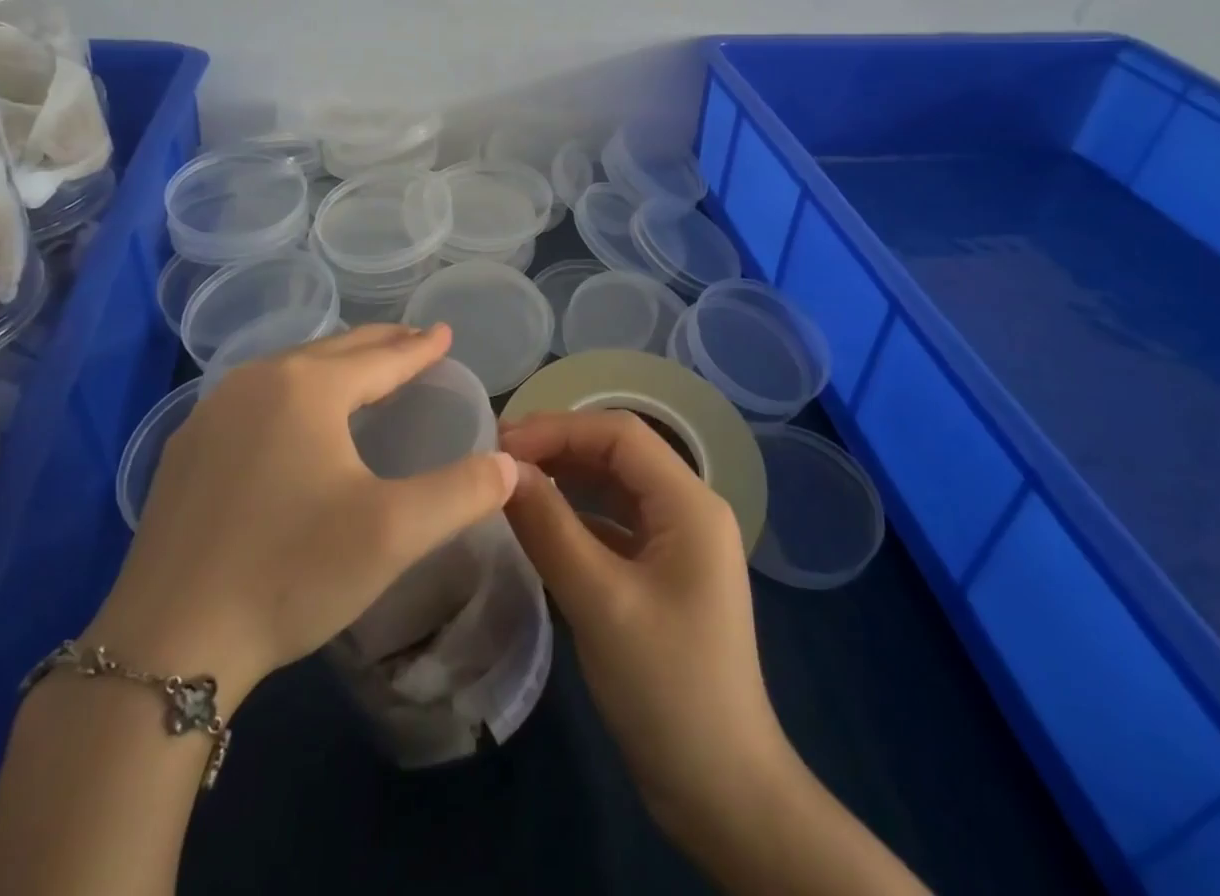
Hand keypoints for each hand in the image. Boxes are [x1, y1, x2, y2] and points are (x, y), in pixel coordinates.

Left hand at [87, 325, 519, 708]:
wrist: (165, 644)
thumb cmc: (290, 573)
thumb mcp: (394, 533)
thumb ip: (462, 492)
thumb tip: (510, 464)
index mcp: (307, 388)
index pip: (380, 357)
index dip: (418, 347)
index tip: (444, 332)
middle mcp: (256, 382)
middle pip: (333, 351)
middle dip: (379, 344)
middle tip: (414, 340)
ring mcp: (212, 414)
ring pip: (290, 370)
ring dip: (334, 366)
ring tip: (364, 371)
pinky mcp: (186, 450)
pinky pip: (256, 398)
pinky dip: (294, 392)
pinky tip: (295, 418)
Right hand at [500, 410, 784, 832]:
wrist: (722, 791)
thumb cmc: (666, 689)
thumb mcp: (600, 602)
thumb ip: (549, 528)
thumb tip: (501, 469)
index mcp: (691, 503)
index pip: (620, 435)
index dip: (559, 428)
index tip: (501, 442)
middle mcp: (690, 509)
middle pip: (619, 455)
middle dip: (560, 448)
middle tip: (497, 457)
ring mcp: (679, 542)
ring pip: (616, 487)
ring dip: (566, 478)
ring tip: (510, 481)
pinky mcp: (664, 573)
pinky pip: (617, 524)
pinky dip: (578, 516)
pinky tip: (540, 522)